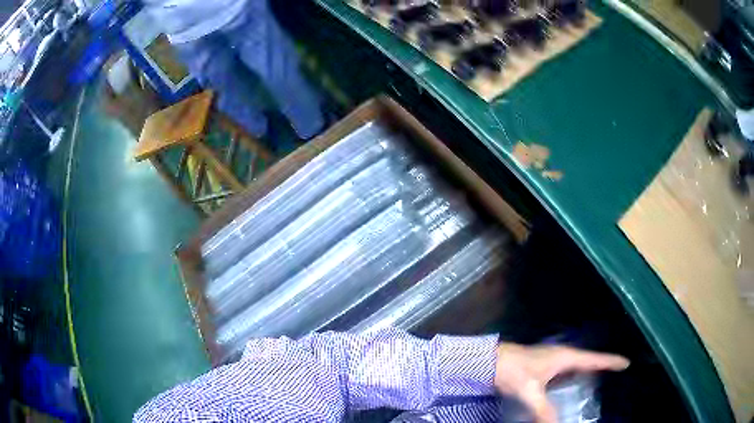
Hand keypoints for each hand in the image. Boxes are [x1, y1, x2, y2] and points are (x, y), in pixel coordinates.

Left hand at [493, 343, 628, 422]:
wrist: (488, 361)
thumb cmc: (512, 371)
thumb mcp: (530, 392)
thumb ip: (544, 411)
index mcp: (565, 357)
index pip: (594, 359)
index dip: (611, 362)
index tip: (626, 363)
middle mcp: (562, 356)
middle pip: (588, 362)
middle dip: (601, 368)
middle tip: (614, 375)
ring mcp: (552, 361)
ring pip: (576, 368)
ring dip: (586, 374)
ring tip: (597, 384)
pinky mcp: (543, 368)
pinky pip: (564, 374)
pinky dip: (572, 380)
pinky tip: (570, 388)